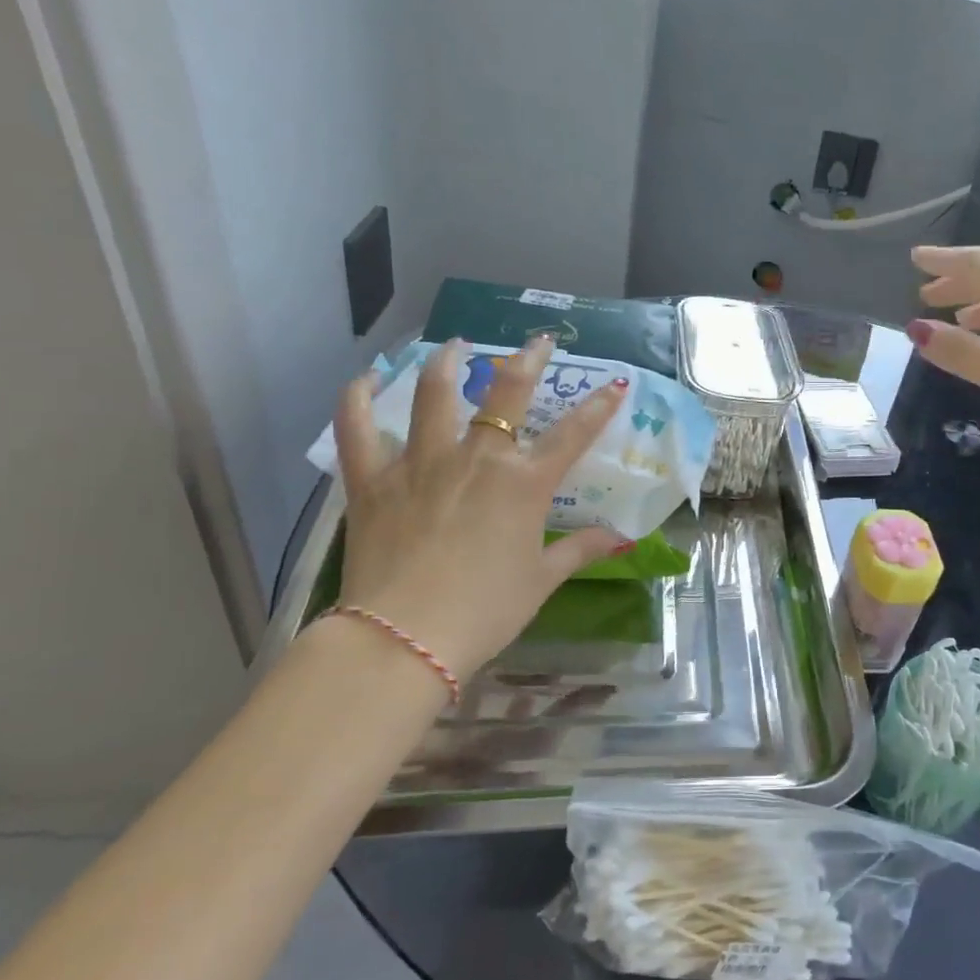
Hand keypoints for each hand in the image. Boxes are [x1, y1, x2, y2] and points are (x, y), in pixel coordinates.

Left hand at [330, 336, 628, 677]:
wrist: (404, 637)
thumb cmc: (485, 611)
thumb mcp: (542, 580)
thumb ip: (579, 549)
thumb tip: (621, 539)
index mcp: (524, 484)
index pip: (574, 434)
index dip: (599, 407)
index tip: (615, 385)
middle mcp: (478, 459)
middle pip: (506, 393)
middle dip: (527, 360)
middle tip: (536, 342)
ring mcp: (422, 463)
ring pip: (434, 395)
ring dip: (447, 363)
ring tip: (454, 346)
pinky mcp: (373, 480)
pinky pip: (358, 429)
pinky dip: (358, 399)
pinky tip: (364, 379)